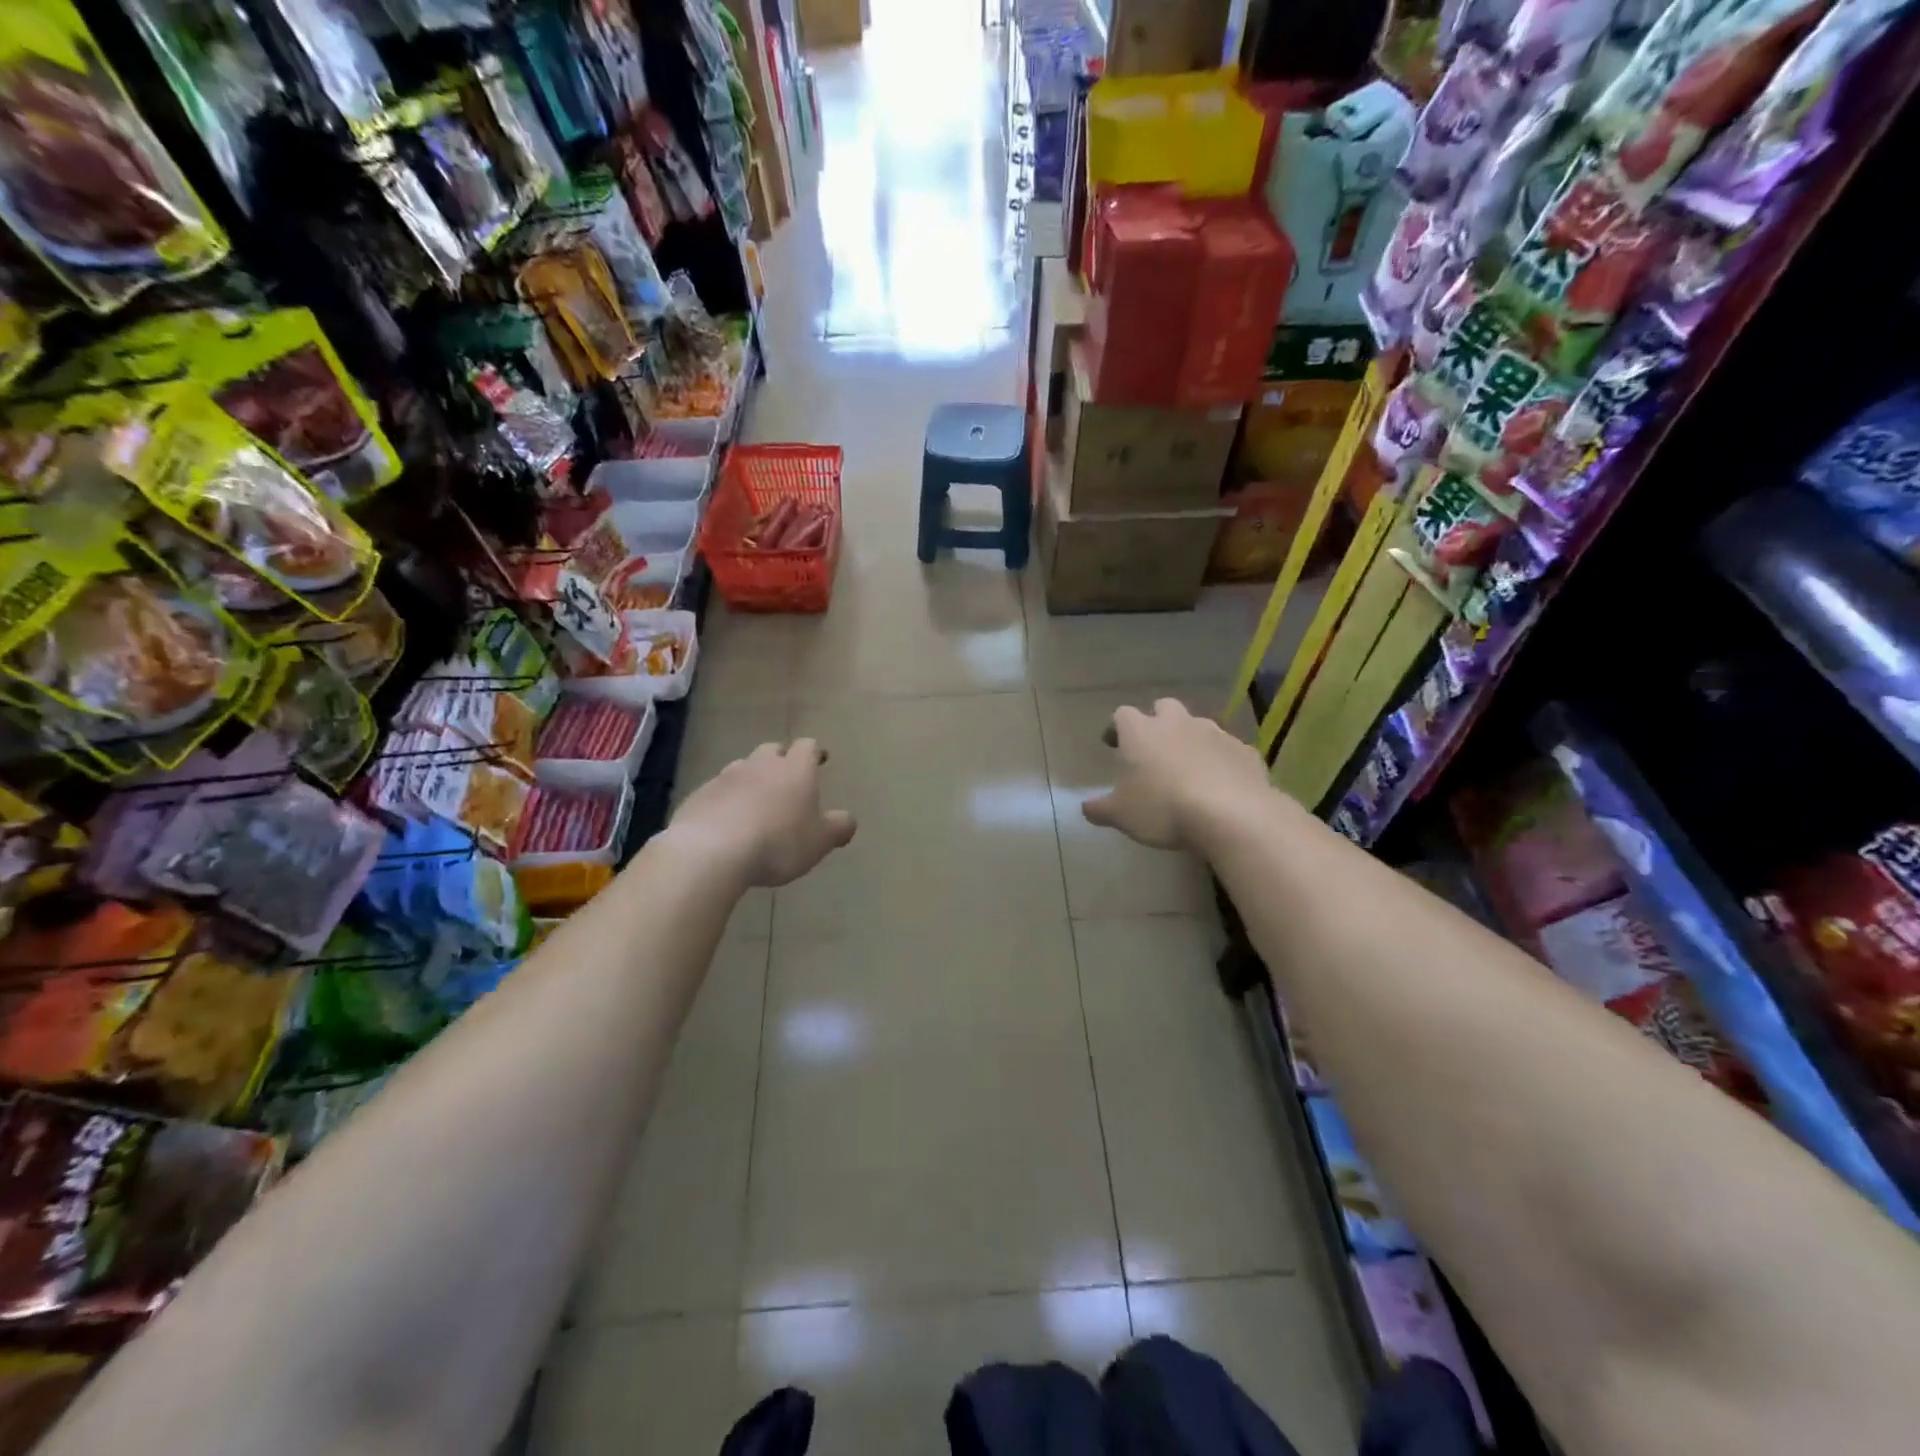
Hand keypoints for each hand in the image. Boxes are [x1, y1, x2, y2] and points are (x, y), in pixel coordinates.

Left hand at [669, 740, 856, 886]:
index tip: (820, 760)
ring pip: (742, 768)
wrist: (712, 851)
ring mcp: (726, 777)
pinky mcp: (699, 795)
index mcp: (795, 769)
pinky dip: (725, 800)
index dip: (815, 752)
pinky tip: (726, 822)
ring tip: (755, 802)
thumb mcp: (820, 841)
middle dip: (781, 760)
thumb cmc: (778, 842)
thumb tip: (848, 820)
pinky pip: (717, 791)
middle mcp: (760, 765)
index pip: (808, 747)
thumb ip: (838, 827)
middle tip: (786, 779)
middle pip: (772, 750)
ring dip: (751, 779)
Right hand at [1083, 700, 1270, 851]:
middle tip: (1153, 748)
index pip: (1122, 715)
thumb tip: (1086, 808)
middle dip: (1157, 722)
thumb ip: (1100, 809)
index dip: (1116, 728)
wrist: (1231, 815)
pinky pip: (1227, 750)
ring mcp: (1215, 733)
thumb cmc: (1163, 809)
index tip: (1112, 744)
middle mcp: (1177, 723)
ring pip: (1198, 726)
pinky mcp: (1244, 751)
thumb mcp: (1121, 815)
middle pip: (1164, 707)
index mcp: (1141, 732)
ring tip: (1187, 768)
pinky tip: (1219, 783)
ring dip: (1190, 740)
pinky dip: (1220, 760)